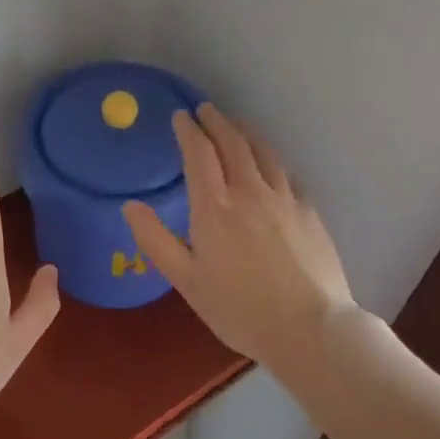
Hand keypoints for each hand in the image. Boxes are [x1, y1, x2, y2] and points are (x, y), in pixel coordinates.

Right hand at [123, 104, 354, 380]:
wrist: (308, 329)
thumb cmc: (238, 309)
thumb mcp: (185, 280)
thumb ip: (155, 240)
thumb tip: (130, 206)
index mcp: (214, 207)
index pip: (199, 153)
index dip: (188, 130)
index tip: (180, 116)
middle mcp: (250, 192)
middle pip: (233, 143)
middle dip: (217, 121)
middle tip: (206, 110)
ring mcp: (284, 199)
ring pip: (264, 152)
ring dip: (245, 133)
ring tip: (235, 126)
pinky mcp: (309, 212)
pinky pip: (286, 173)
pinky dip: (270, 159)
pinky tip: (269, 165)